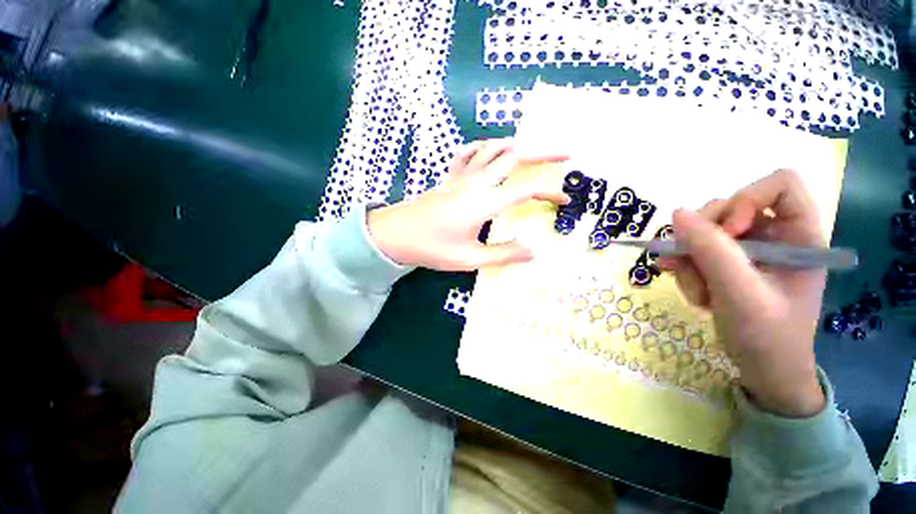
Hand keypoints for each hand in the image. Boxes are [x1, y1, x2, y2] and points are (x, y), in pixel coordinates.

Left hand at [367, 138, 568, 270]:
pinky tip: (488, 152)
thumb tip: (533, 253)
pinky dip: (483, 147)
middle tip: (564, 154)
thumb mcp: (469, 258)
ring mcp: (460, 176)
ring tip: (531, 151)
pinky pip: (467, 153)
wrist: (395, 235)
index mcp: (484, 202)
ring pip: (492, 148)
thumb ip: (503, 254)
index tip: (564, 200)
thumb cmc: (432, 248)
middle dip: (543, 153)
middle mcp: (476, 182)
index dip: (549, 192)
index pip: (525, 189)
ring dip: (515, 146)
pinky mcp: (449, 177)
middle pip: (514, 156)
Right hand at [661, 170, 826, 417]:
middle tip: (694, 267)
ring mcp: (747, 249)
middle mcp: (773, 234)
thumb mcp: (741, 294)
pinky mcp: (726, 262)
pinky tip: (691, 291)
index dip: (747, 199)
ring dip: (690, 261)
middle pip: (729, 207)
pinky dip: (685, 269)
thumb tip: (677, 214)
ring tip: (698, 293)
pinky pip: (693, 249)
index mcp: (799, 235)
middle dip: (703, 239)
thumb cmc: (767, 336)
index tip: (728, 233)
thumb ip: (712, 251)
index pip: (780, 185)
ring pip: (703, 231)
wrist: (762, 369)